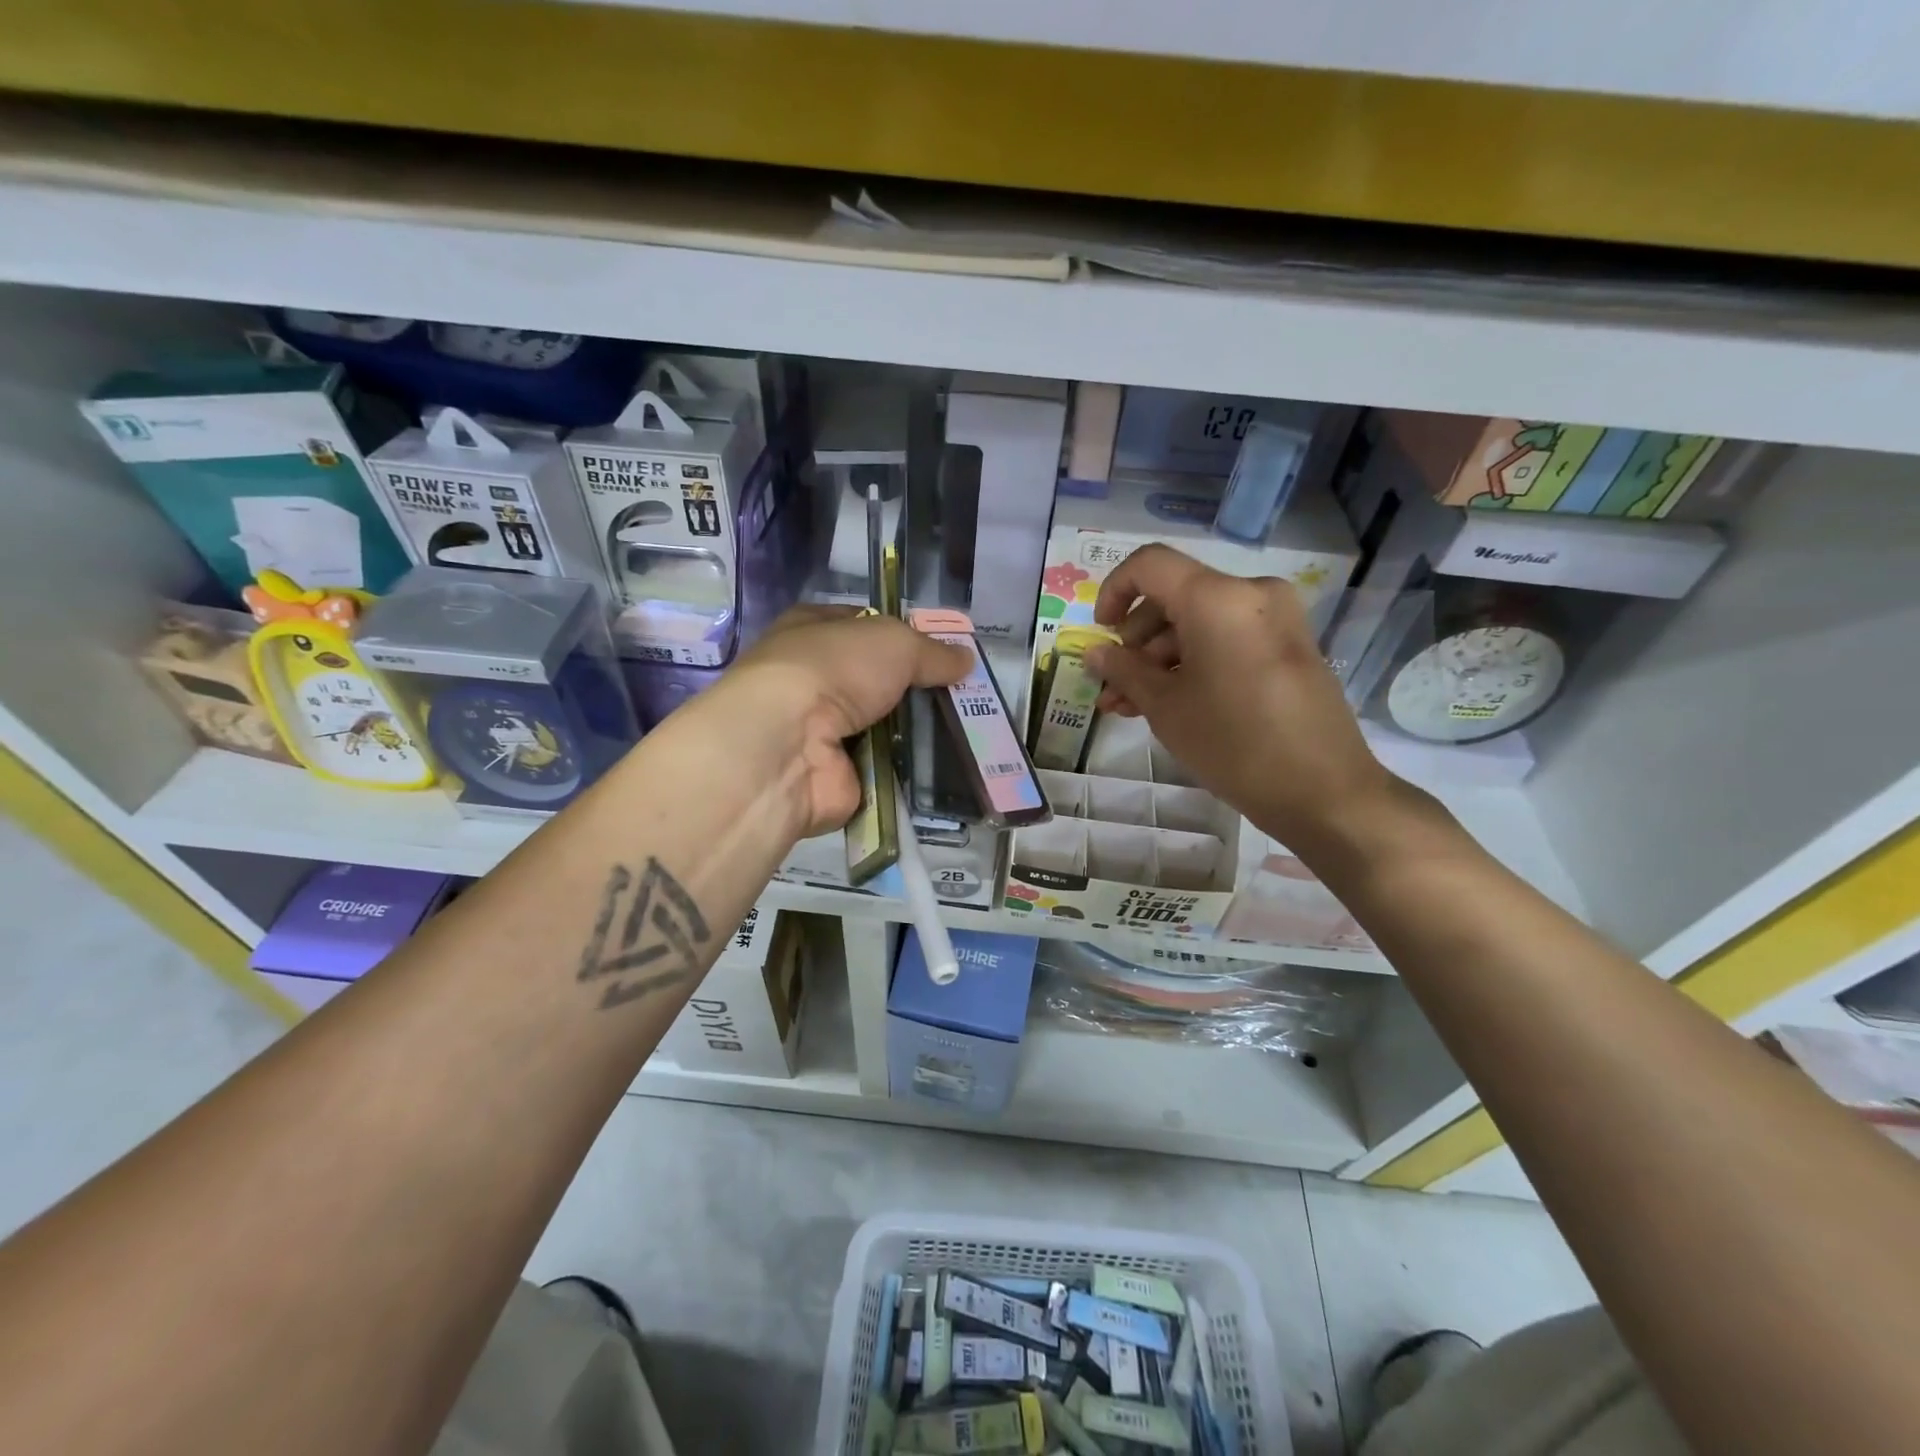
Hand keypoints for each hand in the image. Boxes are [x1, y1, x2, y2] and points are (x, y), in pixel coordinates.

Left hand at [698, 607, 970, 838]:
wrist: (789, 744)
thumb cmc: (833, 670)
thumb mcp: (894, 642)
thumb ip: (931, 651)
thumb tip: (966, 659)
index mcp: (811, 631)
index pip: (863, 628)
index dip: (902, 636)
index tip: (943, 652)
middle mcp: (812, 679)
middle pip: (876, 682)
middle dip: (915, 688)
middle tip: (964, 696)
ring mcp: (821, 733)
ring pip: (883, 728)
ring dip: (916, 732)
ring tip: (966, 733)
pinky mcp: (835, 776)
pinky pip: (884, 770)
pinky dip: (909, 771)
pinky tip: (945, 767)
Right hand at [1086, 544, 1398, 849]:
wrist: (1324, 792)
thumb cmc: (1233, 744)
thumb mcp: (1165, 707)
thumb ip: (1124, 671)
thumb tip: (1094, 652)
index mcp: (1218, 598)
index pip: (1150, 565)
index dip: (1114, 591)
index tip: (1101, 633)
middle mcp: (1251, 594)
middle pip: (1175, 597)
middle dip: (1136, 641)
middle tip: (1113, 686)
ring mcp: (1276, 620)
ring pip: (1199, 623)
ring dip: (1161, 659)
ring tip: (1132, 706)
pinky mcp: (1289, 646)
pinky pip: (1228, 639)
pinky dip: (1195, 662)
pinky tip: (1169, 703)